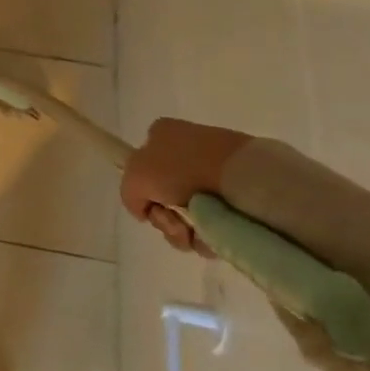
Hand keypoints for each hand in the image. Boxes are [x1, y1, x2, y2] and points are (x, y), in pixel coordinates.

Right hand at [119, 118, 250, 253]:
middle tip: (175, 224)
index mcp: (162, 134)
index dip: (144, 192)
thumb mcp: (135, 177)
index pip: (142, 167)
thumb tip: (144, 210)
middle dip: (166, 218)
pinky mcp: (238, 192)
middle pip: (164, 196)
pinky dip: (210, 234)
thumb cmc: (182, 169)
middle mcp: (186, 149)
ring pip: (188, 213)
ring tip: (198, 233)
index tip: (153, 206)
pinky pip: (215, 221)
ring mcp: (214, 170)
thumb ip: (129, 194)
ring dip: (185, 231)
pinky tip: (214, 236)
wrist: (240, 178)